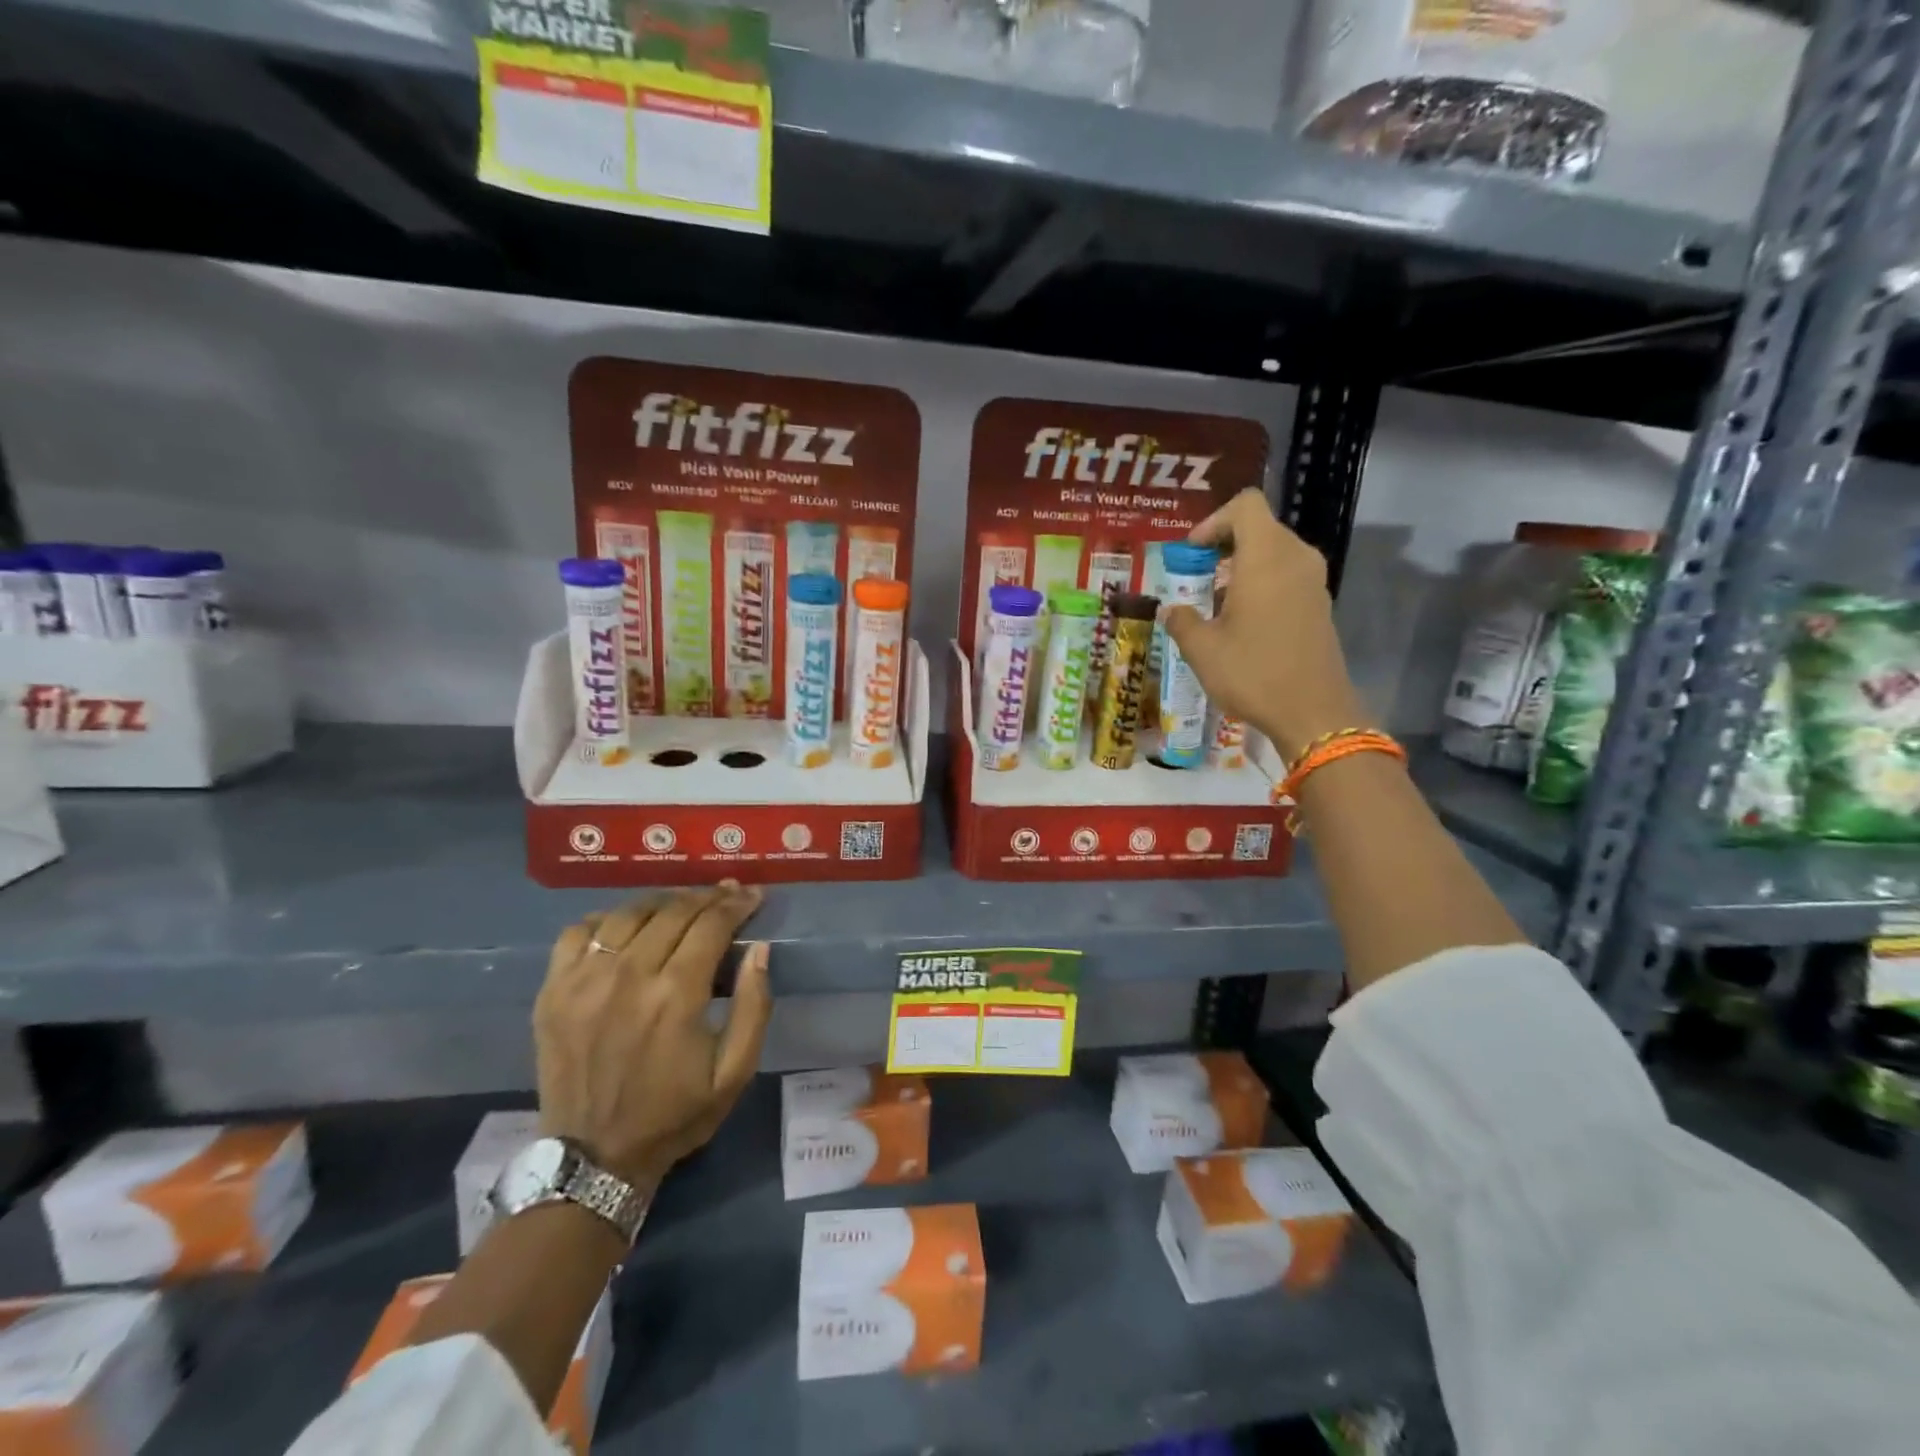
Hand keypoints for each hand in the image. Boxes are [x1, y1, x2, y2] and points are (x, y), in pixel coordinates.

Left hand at [534, 881, 772, 1191]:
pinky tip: (625, 927)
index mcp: (677, 995)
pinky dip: (606, 919)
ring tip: (681, 905)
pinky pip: (578, 932)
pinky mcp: (553, 991)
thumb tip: (759, 950)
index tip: (752, 896)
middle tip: (725, 895)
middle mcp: (629, 975)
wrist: (595, 1158)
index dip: (736, 903)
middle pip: (673, 910)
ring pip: (628, 913)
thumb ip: (754, 1007)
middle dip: (706, 897)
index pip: (711, 924)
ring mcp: (584, 981)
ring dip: (662, 902)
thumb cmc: (675, 1114)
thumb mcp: (735, 1072)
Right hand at [1162, 489, 1370, 760]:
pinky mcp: (1320, 605)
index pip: (1245, 506)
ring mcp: (1313, 582)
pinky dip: (1262, 584)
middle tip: (1197, 577)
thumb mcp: (1202, 650)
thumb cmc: (1253, 673)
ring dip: (1243, 566)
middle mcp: (1295, 558)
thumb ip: (1182, 621)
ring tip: (1216, 601)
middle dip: (1224, 545)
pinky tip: (1242, 621)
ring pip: (1275, 552)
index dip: (1214, 521)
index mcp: (1266, 558)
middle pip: (1260, 527)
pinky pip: (1288, 575)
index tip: (1192, 553)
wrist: (1313, 712)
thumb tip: (1170, 610)